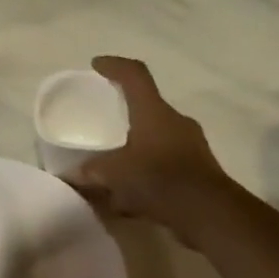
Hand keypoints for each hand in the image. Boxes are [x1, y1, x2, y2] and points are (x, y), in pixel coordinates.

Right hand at [70, 56, 239, 246]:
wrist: (208, 212)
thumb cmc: (159, 179)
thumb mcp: (115, 174)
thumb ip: (90, 172)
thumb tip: (71, 175)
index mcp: (154, 112)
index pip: (135, 75)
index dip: (115, 66)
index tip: (97, 65)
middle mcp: (175, 122)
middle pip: (146, 107)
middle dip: (124, 114)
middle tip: (102, 124)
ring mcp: (190, 146)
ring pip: (155, 139)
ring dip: (134, 149)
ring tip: (112, 167)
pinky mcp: (197, 170)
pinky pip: (163, 164)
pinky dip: (145, 173)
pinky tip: (128, 196)